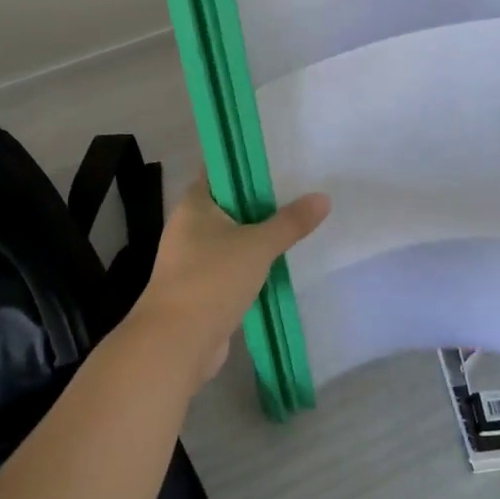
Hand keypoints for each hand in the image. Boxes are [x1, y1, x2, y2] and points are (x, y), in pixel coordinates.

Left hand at [129, 178, 330, 388]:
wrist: (177, 342)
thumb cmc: (211, 280)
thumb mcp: (257, 245)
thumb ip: (290, 222)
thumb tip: (323, 198)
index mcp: (194, 204)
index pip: (220, 169)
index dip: (247, 162)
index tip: (281, 156)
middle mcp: (189, 226)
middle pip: (230, 203)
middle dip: (262, 200)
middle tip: (302, 188)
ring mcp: (193, 259)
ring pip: (233, 237)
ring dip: (259, 234)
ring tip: (299, 222)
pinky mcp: (203, 287)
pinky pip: (233, 265)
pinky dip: (253, 263)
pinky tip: (281, 261)